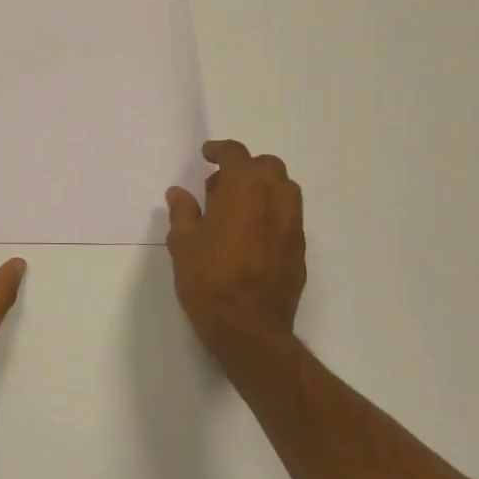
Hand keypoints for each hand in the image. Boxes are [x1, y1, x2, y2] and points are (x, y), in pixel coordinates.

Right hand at [164, 140, 306, 367]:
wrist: (249, 328)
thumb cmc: (209, 279)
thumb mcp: (183, 243)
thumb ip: (183, 212)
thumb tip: (179, 193)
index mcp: (245, 188)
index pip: (236, 154)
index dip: (220, 150)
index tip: (207, 155)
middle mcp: (276, 198)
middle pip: (267, 166)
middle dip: (245, 168)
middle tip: (219, 187)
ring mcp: (292, 224)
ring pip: (283, 190)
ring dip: (261, 189)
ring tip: (235, 210)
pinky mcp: (299, 249)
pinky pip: (287, 217)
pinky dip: (270, 214)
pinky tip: (249, 236)